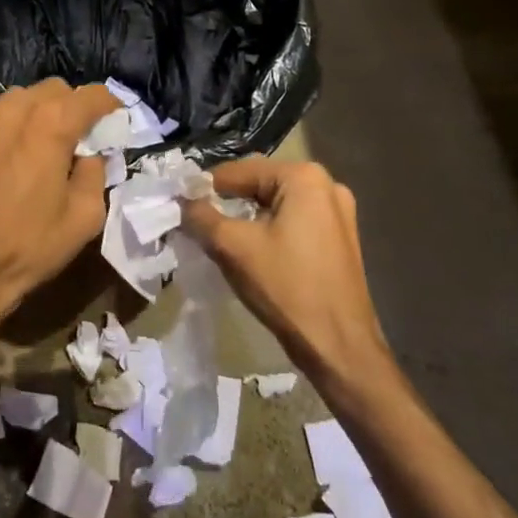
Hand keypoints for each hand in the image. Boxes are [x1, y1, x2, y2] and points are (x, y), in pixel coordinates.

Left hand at [0, 79, 119, 321]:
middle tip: (78, 138)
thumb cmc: (27, 246)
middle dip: (71, 107)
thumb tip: (89, 155)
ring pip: (18, 100)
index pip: (90, 95)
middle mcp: (11, 109)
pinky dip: (9, 130)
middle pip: (52, 89)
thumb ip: (95, 173)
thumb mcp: (84, 217)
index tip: (116, 119)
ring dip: (38, 115)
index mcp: (49, 123)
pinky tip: (9, 162)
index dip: (109, 104)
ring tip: (42, 148)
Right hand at [180, 157, 387, 381]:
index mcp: (303, 177)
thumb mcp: (232, 247)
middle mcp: (326, 186)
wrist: (338, 345)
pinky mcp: (339, 239)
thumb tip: (182, 201)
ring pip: (274, 206)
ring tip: (216, 238)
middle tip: (195, 223)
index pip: (238, 172)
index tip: (178, 205)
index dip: (204, 188)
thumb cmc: (286, 287)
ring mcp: (338, 214)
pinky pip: (292, 223)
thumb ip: (200, 216)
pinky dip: (267, 231)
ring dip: (245, 219)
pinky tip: (249, 252)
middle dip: (225, 203)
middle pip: (258, 186)